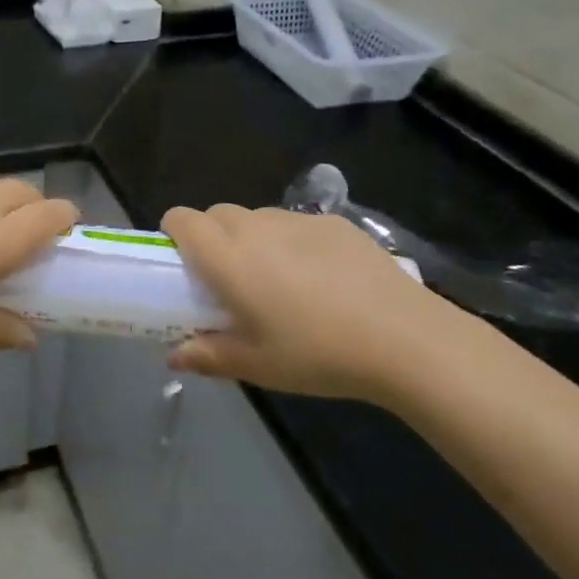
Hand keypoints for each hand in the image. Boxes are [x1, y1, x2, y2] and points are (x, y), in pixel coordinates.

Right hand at [160, 204, 470, 401]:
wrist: (404, 338)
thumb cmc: (316, 353)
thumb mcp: (256, 364)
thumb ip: (208, 355)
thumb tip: (174, 356)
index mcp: (227, 256)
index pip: (182, 219)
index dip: (175, 234)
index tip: (185, 266)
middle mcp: (255, 226)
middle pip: (216, 214)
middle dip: (212, 238)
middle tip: (230, 281)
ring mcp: (297, 220)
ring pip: (257, 218)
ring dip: (252, 239)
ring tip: (279, 281)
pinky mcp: (335, 223)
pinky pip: (296, 224)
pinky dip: (292, 242)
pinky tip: (323, 280)